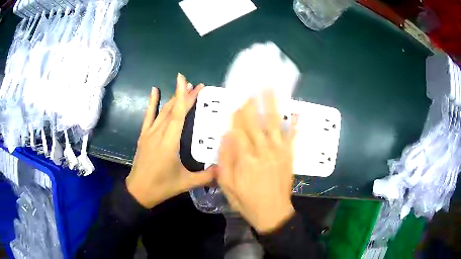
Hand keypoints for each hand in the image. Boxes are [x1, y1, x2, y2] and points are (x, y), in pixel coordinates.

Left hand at [126, 73, 215, 208]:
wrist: (138, 191)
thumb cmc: (162, 187)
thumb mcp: (186, 183)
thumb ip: (206, 176)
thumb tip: (224, 169)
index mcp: (169, 143)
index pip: (178, 115)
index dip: (185, 98)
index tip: (191, 84)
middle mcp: (158, 134)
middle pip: (173, 109)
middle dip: (185, 95)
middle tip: (197, 85)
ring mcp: (149, 133)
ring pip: (163, 111)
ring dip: (174, 98)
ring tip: (184, 86)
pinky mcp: (144, 135)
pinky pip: (148, 116)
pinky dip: (152, 102)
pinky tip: (154, 90)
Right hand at [217, 91, 296, 233]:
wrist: (273, 213)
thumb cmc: (247, 201)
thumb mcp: (227, 185)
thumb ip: (225, 159)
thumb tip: (226, 136)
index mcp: (245, 158)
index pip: (238, 129)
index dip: (236, 112)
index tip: (235, 98)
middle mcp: (263, 151)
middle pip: (255, 122)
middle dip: (252, 102)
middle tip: (251, 84)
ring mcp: (279, 152)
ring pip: (273, 124)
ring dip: (271, 105)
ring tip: (270, 89)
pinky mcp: (289, 156)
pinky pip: (292, 137)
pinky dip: (294, 124)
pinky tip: (296, 112)